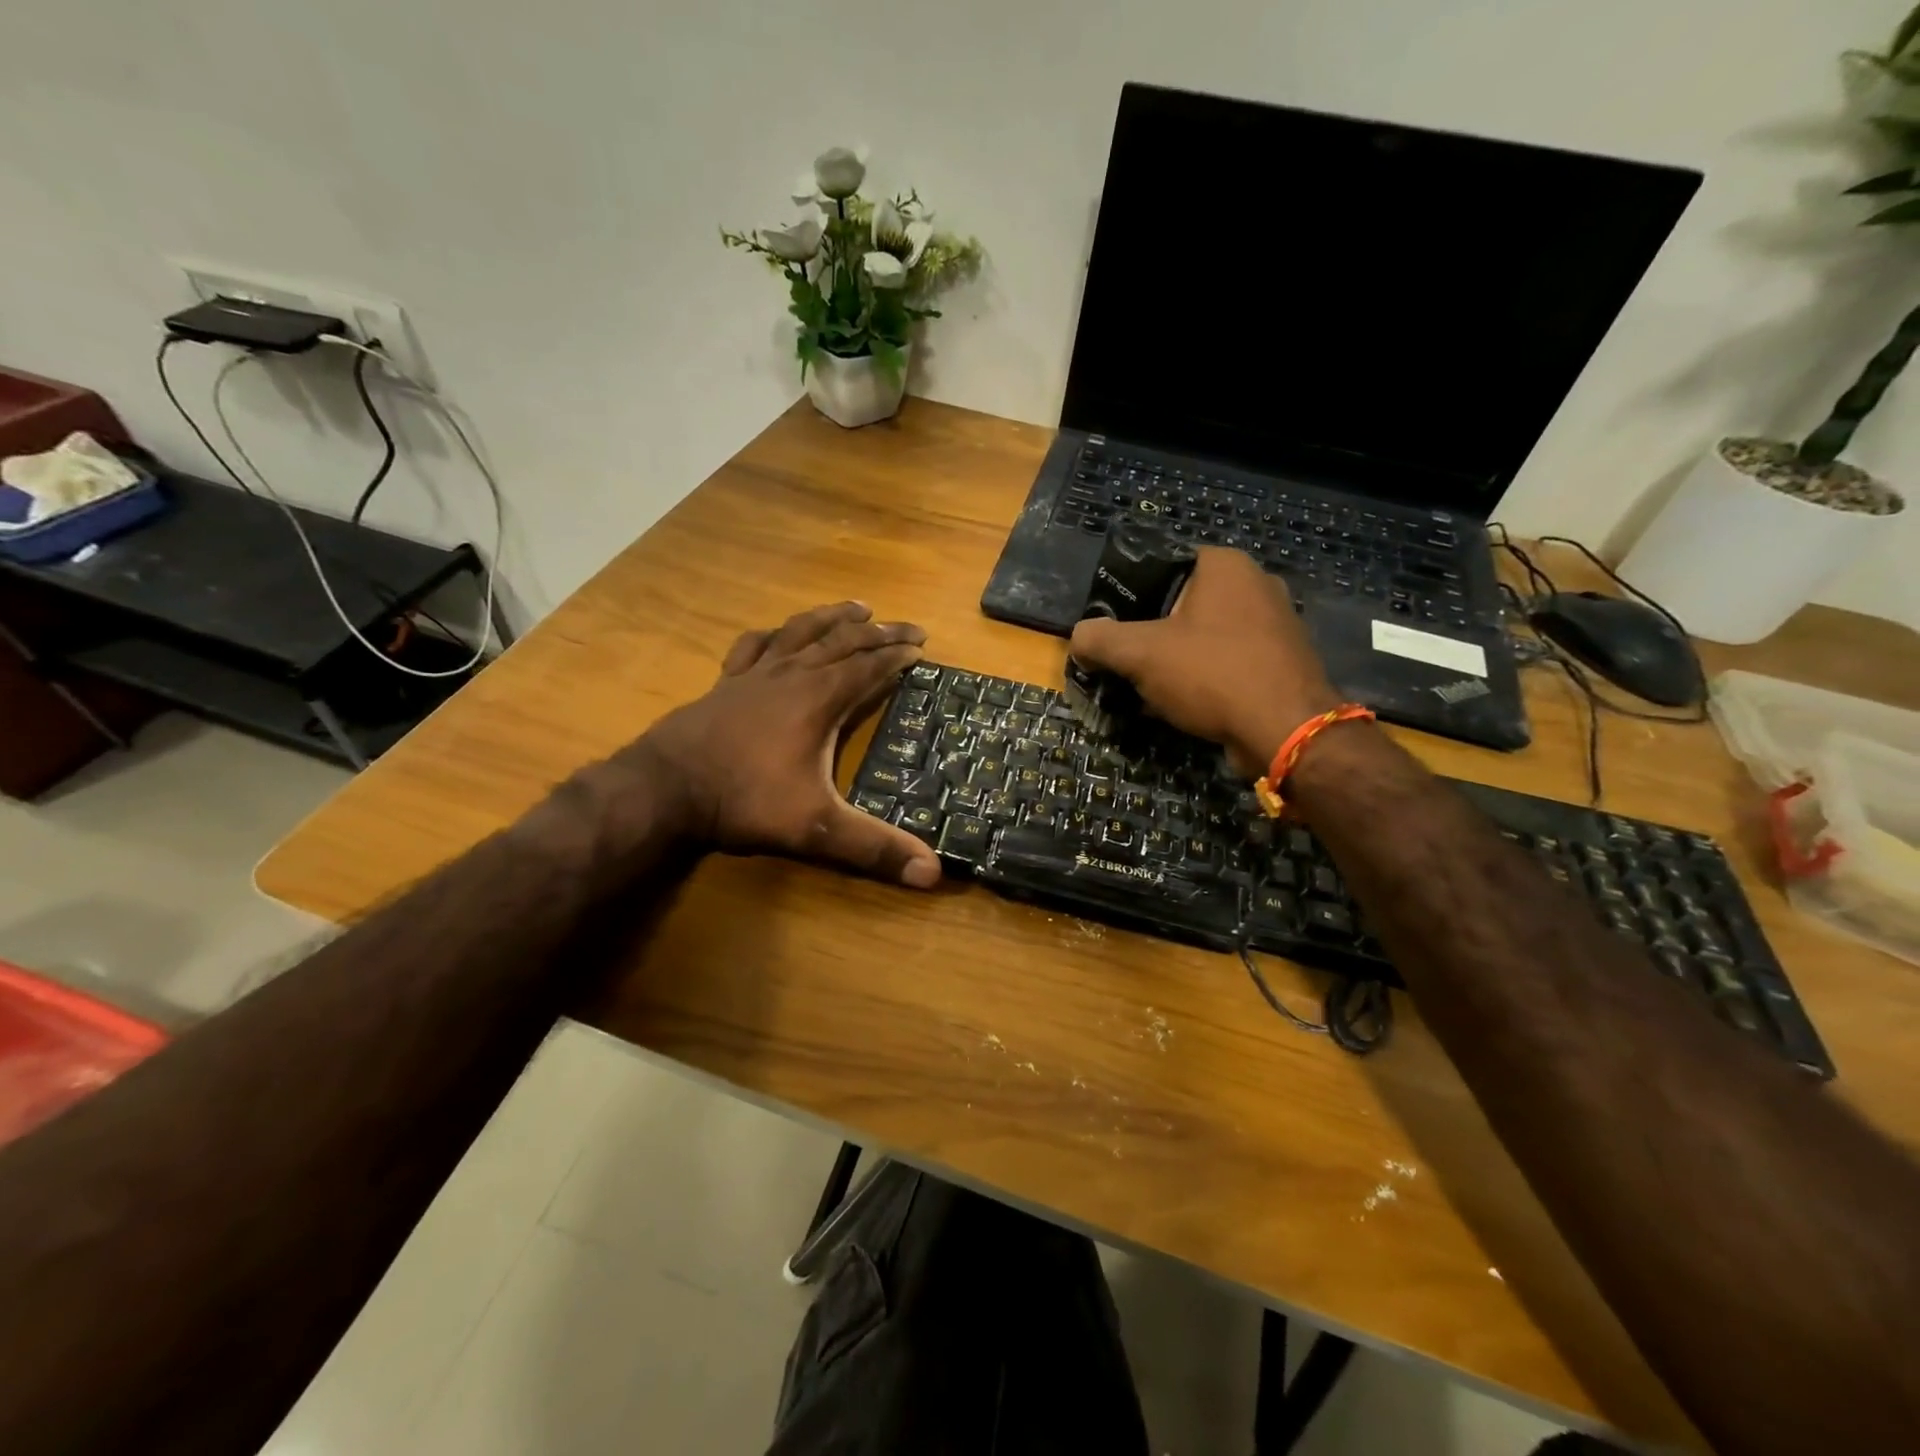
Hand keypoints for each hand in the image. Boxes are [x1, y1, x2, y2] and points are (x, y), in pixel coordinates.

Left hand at [627, 601, 942, 887]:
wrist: (665, 787)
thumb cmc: (746, 800)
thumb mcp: (817, 828)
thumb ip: (874, 848)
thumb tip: (933, 874)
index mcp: (819, 698)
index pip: (869, 667)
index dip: (898, 654)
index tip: (922, 646)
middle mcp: (792, 675)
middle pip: (843, 641)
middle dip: (880, 632)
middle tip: (908, 627)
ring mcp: (755, 674)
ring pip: (802, 632)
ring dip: (833, 618)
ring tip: (858, 607)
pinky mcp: (726, 683)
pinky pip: (754, 646)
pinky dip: (774, 634)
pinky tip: (778, 632)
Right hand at [1068, 548, 1340, 775]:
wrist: (1286, 730)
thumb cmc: (1212, 674)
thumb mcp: (1140, 653)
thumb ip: (1100, 639)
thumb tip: (1078, 638)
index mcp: (1225, 565)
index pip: (1161, 565)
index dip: (1128, 595)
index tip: (1110, 627)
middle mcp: (1256, 584)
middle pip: (1180, 604)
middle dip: (1149, 634)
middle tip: (1123, 661)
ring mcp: (1275, 623)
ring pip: (1204, 636)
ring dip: (1173, 661)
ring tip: (1146, 688)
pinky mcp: (1281, 661)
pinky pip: (1226, 661)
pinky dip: (1202, 679)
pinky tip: (1180, 705)